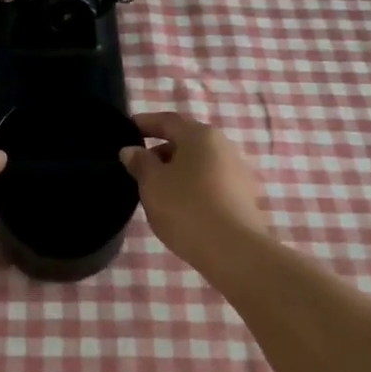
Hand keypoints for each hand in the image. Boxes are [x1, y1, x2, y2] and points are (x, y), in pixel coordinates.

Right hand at [119, 111, 268, 261]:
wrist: (233, 251)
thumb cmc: (186, 208)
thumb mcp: (152, 184)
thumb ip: (140, 162)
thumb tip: (131, 150)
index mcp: (200, 135)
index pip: (168, 120)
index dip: (145, 123)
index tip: (127, 129)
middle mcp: (223, 146)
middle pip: (186, 141)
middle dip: (160, 151)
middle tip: (138, 168)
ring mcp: (237, 172)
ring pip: (198, 164)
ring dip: (176, 171)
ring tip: (156, 191)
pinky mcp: (243, 197)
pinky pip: (210, 183)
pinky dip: (192, 187)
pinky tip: (180, 206)